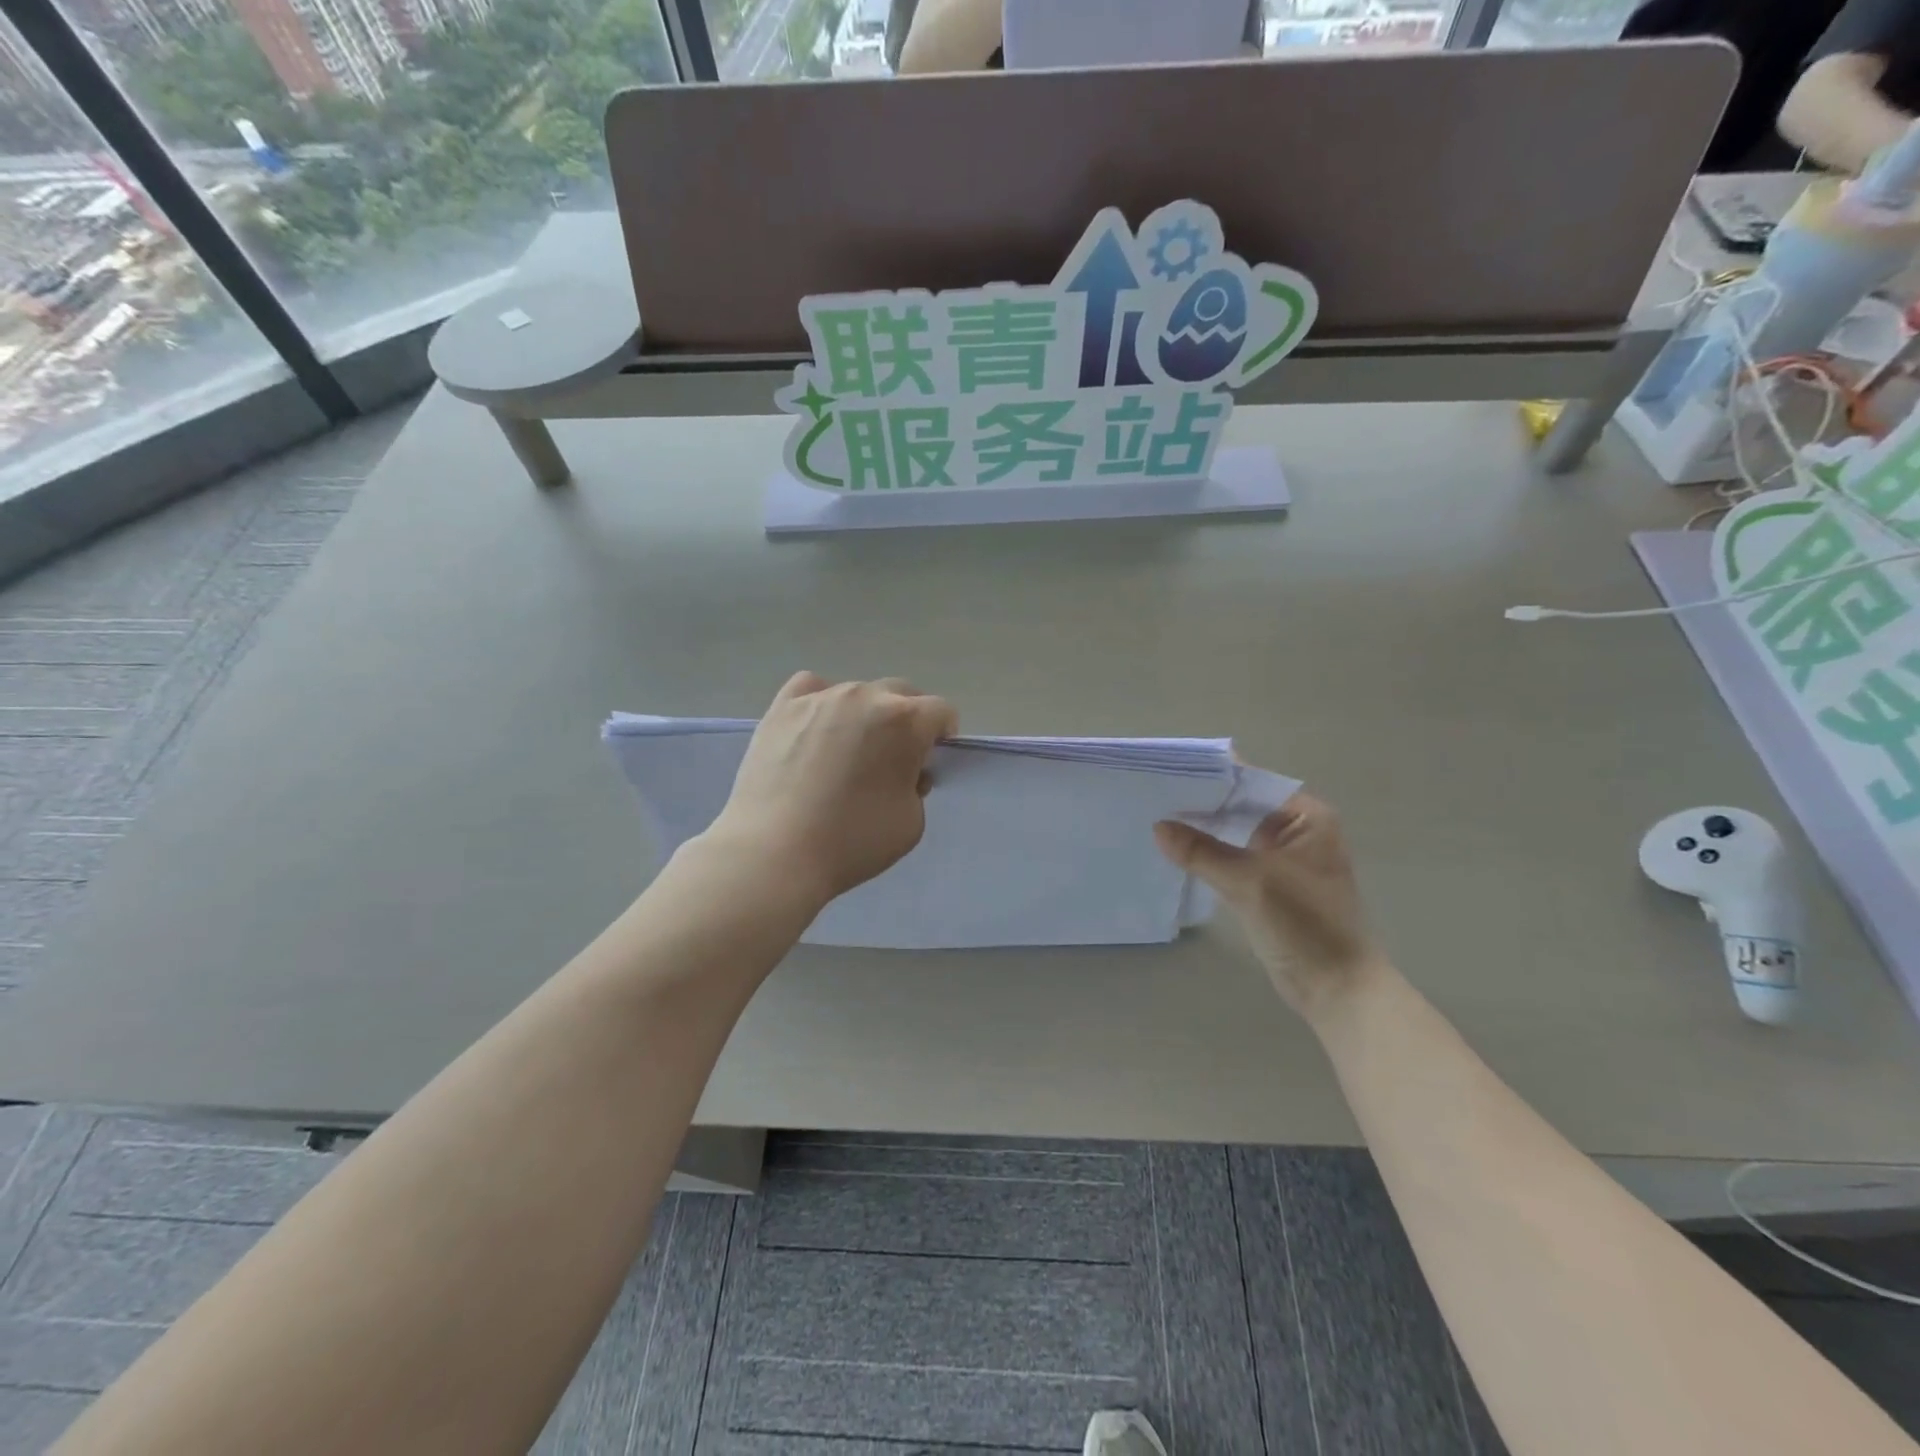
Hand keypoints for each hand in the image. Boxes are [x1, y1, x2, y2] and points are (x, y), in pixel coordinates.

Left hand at [705, 672, 957, 903]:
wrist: (775, 852)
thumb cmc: (853, 841)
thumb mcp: (912, 822)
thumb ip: (917, 786)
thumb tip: (903, 771)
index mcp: (906, 721)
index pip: (941, 711)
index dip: (942, 735)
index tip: (930, 759)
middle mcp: (866, 696)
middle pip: (901, 694)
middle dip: (906, 720)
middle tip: (892, 757)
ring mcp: (821, 697)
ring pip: (857, 692)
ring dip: (864, 714)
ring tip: (846, 751)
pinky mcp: (782, 707)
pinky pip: (812, 688)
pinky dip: (821, 702)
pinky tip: (815, 728)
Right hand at [1154, 792, 1383, 1022]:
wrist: (1336, 988)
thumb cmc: (1304, 924)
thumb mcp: (1249, 881)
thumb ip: (1201, 851)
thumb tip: (1158, 827)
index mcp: (1307, 816)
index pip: (1252, 782)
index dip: (1212, 776)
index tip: (1170, 770)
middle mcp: (1298, 830)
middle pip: (1241, 805)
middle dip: (1202, 802)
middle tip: (1154, 793)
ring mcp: (1284, 858)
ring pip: (1235, 832)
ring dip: (1203, 829)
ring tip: (1157, 816)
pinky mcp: (1270, 884)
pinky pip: (1233, 857)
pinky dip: (1209, 854)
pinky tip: (1176, 851)